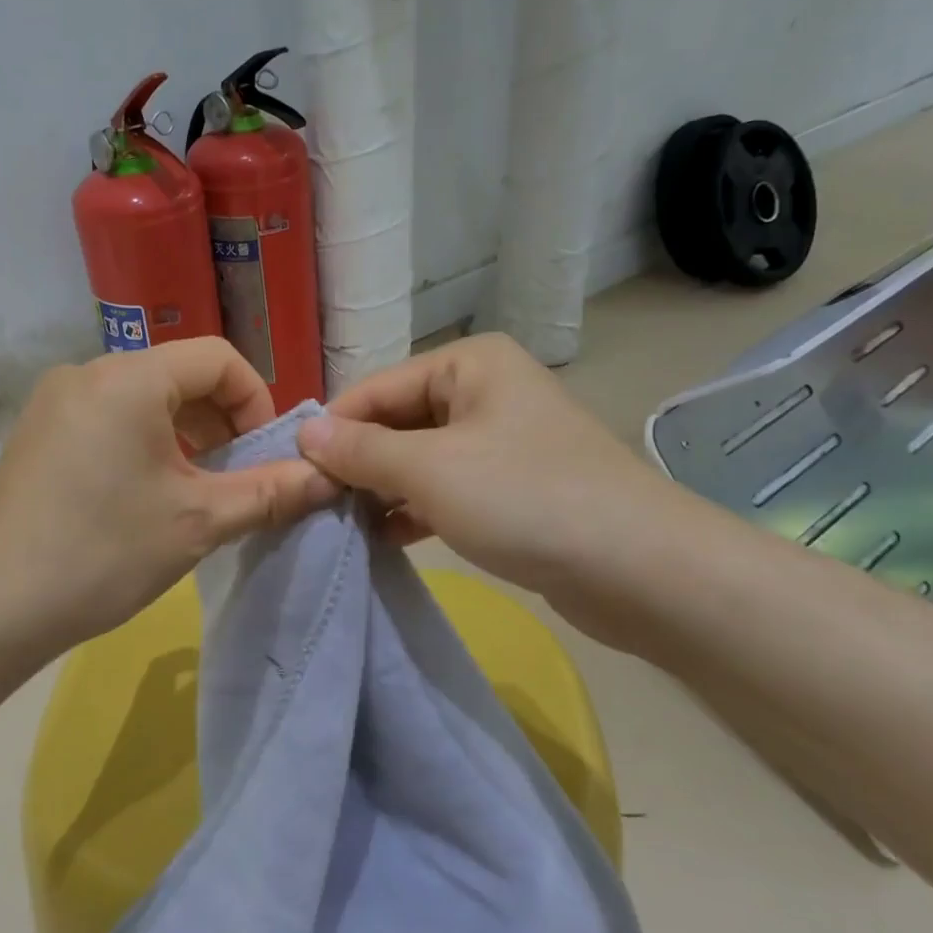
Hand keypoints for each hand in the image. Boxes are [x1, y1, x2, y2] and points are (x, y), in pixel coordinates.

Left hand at [0, 338, 335, 668]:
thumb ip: (270, 492)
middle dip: (222, 422)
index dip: (256, 400)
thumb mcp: (198, 523)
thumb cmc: (102, 553)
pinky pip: (109, 419)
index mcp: (128, 378)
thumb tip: (330, 478)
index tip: (265, 453)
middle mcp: (87, 373)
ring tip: (196, 492)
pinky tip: (147, 496)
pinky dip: (145, 444)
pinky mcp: (38, 434)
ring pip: (144, 400)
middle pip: (179, 376)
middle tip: (237, 478)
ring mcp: (55, 402)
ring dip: (185, 436)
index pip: (217, 358)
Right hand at [295, 333, 702, 646]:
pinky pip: (446, 489)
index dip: (333, 429)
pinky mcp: (512, 489)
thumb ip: (362, 449)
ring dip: (382, 489)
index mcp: (470, 364)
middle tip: (312, 504)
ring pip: (420, 459)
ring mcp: (502, 441)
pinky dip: (415, 509)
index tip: (292, 472)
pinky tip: (384, 537)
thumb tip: (306, 433)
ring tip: (340, 524)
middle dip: (358, 463)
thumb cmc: (526, 498)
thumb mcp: (430, 469)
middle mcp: (485, 391)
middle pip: (398, 421)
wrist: (640, 569)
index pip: (377, 388)